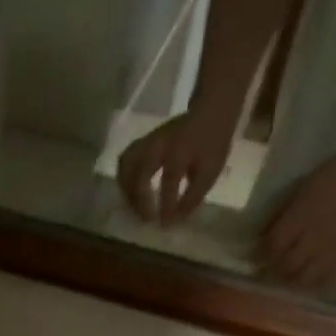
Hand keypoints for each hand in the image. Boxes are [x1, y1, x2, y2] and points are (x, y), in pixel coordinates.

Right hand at [117, 108, 235, 225]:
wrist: (210, 110)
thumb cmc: (212, 144)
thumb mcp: (210, 172)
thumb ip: (192, 198)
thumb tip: (174, 221)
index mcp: (180, 149)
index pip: (169, 180)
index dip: (166, 205)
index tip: (165, 225)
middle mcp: (160, 143)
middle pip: (139, 172)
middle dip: (139, 201)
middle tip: (145, 220)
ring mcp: (148, 141)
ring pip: (126, 166)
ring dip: (127, 191)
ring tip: (134, 209)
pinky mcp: (142, 144)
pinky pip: (124, 162)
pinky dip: (124, 181)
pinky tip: (130, 195)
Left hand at [258, 148, 335, 286]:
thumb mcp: (306, 185)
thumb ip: (284, 211)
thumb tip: (262, 234)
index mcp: (302, 216)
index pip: (274, 245)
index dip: (263, 252)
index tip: (259, 254)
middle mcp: (314, 237)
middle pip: (285, 266)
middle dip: (275, 268)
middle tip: (273, 265)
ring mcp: (330, 251)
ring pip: (302, 279)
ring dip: (292, 279)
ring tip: (290, 273)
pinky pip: (323, 280)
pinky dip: (312, 282)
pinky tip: (309, 276)